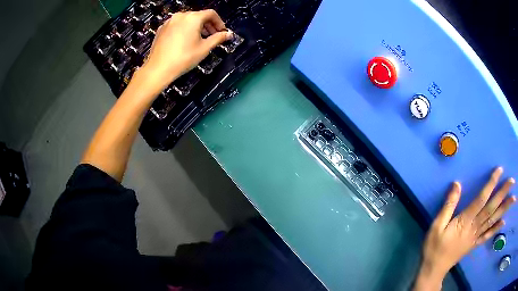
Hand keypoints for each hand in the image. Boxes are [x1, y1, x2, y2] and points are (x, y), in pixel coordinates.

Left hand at [137, 9, 232, 94]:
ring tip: (198, 40)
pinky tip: (184, 41)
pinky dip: (184, 30)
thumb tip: (228, 34)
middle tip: (212, 36)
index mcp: (193, 18)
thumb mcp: (205, 48)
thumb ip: (218, 38)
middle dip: (207, 25)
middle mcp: (181, 16)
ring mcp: (169, 22)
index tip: (221, 31)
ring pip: (187, 20)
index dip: (219, 22)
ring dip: (196, 27)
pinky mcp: (162, 29)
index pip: (211, 14)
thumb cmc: (182, 59)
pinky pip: (177, 25)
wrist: (158, 69)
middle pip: (199, 16)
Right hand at [414, 167, 515, 290]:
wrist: (433, 269)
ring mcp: (475, 237)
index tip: (499, 170)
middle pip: (491, 208)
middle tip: (512, 181)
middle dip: (503, 193)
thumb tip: (457, 184)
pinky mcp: (474, 244)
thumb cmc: (434, 246)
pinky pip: (487, 235)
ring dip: (504, 209)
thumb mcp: (437, 225)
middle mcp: (474, 227)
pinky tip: (503, 222)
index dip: (491, 184)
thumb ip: (448, 206)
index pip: (481, 199)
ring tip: (513, 199)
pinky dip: (496, 229)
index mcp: (465, 221)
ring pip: (492, 221)